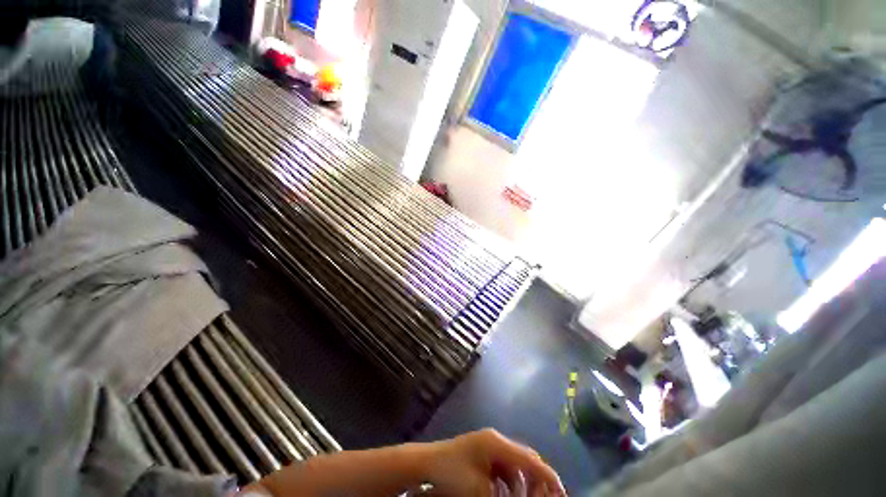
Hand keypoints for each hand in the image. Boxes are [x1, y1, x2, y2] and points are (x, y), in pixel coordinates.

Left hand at [423, 429, 564, 496]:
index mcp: (497, 444)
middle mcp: (495, 440)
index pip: (530, 459)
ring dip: (522, 484)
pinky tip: (506, 495)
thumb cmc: (453, 475)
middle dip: (537, 480)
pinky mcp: (482, 452)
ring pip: (514, 465)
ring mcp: (488, 445)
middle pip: (525, 459)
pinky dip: (509, 482)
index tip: (562, 494)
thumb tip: (527, 495)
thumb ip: (509, 496)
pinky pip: (503, 468)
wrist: (426, 464)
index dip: (549, 477)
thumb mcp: (481, 491)